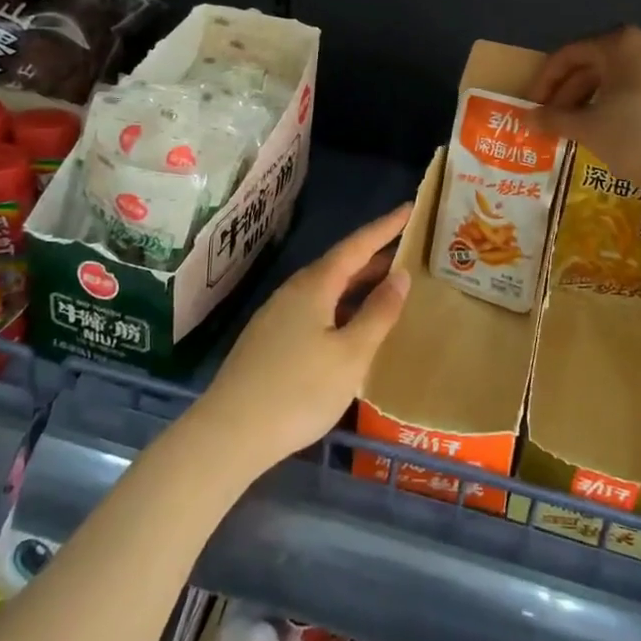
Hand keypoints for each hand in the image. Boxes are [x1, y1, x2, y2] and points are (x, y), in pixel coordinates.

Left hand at [196, 205, 412, 478]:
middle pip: (339, 264)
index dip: (385, 227)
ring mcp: (277, 315)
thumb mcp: (351, 355)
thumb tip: (400, 276)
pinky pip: (313, 307)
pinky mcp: (269, 339)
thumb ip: (378, 313)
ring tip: (386, 285)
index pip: (357, 246)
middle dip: (373, 255)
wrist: (230, 432)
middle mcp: (293, 291)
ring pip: (325, 288)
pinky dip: (339, 304)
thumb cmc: (299, 391)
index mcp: (315, 286)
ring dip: (356, 282)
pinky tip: (349, 325)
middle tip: (406, 250)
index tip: (409, 208)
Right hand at [527, 27, 640, 194]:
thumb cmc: (636, 137)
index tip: (534, 106)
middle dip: (574, 91)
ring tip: (590, 127)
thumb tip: (528, 118)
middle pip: (601, 63)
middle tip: (558, 120)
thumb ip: (554, 118)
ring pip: (630, 76)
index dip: (546, 81)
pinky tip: (630, 131)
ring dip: (603, 98)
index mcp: (622, 43)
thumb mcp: (587, 128)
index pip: (570, 55)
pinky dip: (636, 105)